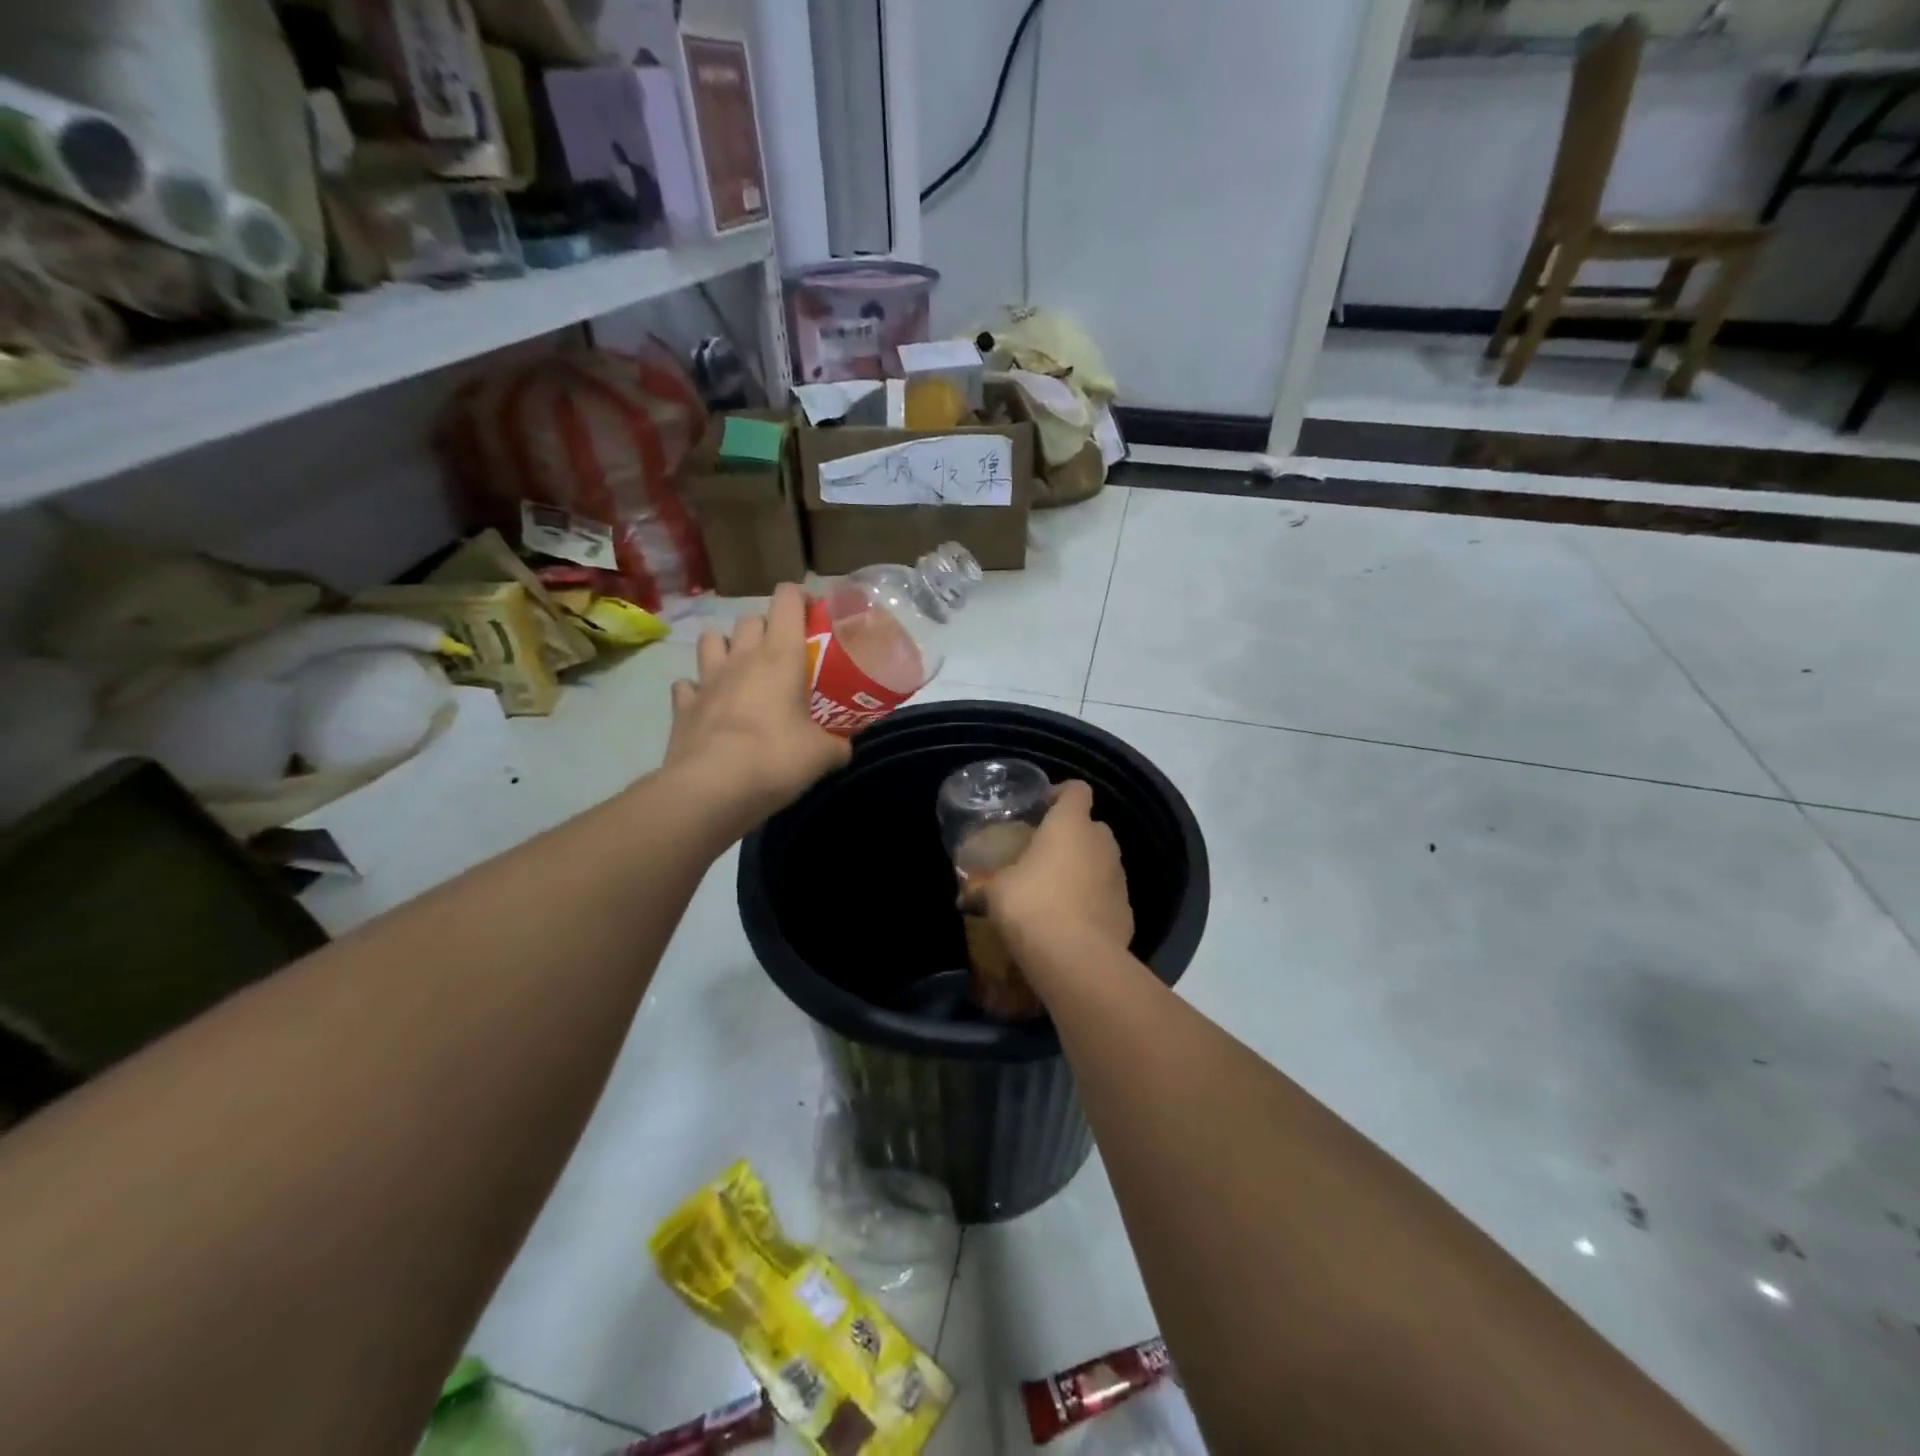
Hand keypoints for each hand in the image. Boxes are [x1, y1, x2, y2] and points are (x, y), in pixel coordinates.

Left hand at [663, 584, 849, 836]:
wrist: (710, 788)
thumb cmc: (775, 759)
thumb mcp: (822, 755)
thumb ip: (838, 745)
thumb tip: (844, 748)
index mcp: (780, 656)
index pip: (787, 600)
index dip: (800, 598)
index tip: (814, 614)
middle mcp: (741, 658)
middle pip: (750, 619)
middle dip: (766, 627)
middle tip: (782, 654)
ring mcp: (706, 680)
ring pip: (711, 640)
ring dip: (725, 647)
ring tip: (739, 670)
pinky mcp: (682, 706)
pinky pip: (687, 685)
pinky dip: (697, 690)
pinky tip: (709, 705)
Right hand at [984, 781, 1132, 962]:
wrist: (1076, 959)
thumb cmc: (1032, 905)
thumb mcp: (996, 892)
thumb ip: (983, 886)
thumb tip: (965, 894)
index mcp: (1071, 825)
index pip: (1076, 790)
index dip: (1060, 793)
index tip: (1041, 808)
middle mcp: (1102, 843)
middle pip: (1092, 826)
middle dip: (1071, 836)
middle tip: (1043, 854)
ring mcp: (1119, 878)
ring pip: (1102, 862)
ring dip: (1084, 869)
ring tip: (1055, 891)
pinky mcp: (1126, 911)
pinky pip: (1107, 896)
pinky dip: (1093, 901)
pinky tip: (1071, 922)